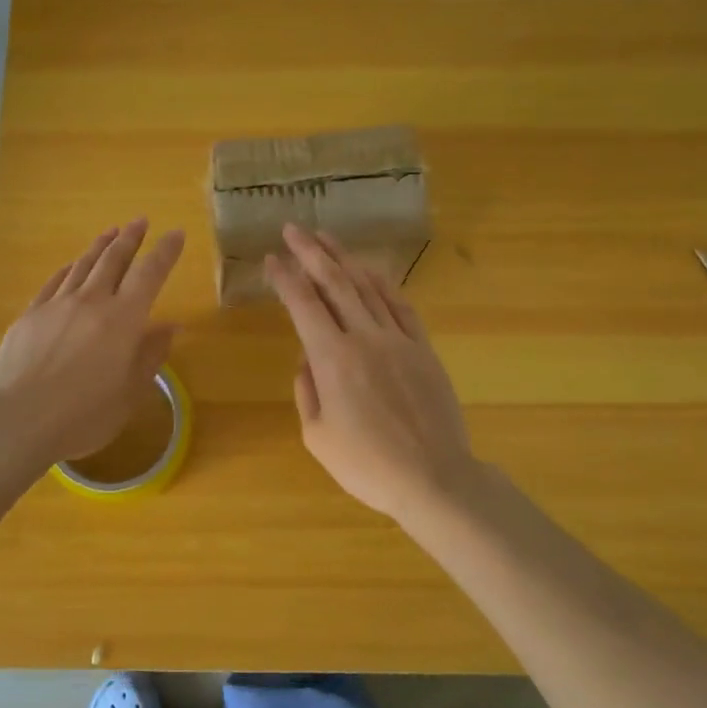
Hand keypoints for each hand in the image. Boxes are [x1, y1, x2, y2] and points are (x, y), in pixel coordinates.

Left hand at [0, 220, 183, 464]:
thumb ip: (150, 355)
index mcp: (123, 319)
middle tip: (140, 220)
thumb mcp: (130, 392)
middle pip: (114, 259)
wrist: (19, 419)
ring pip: (83, 265)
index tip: (176, 233)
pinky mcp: (30, 315)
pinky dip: (68, 269)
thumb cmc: (84, 414)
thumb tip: (170, 326)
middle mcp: (91, 301)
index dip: (165, 252)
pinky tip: (71, 265)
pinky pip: (54, 282)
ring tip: (111, 231)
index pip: (150, 274)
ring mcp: (57, 305)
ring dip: (100, 245)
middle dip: (131, 237)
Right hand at [264, 224, 482, 519]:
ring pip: (367, 287)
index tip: (272, 258)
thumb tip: (306, 360)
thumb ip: (307, 390)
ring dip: (345, 259)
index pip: (303, 305)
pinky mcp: (423, 349)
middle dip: (311, 253)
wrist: (434, 478)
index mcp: (332, 359)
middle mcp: (364, 338)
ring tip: (326, 238)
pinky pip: (401, 306)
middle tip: (294, 229)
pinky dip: (383, 283)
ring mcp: (398, 340)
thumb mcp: (317, 436)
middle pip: (335, 283)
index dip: (285, 278)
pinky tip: (370, 270)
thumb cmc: (367, 465)